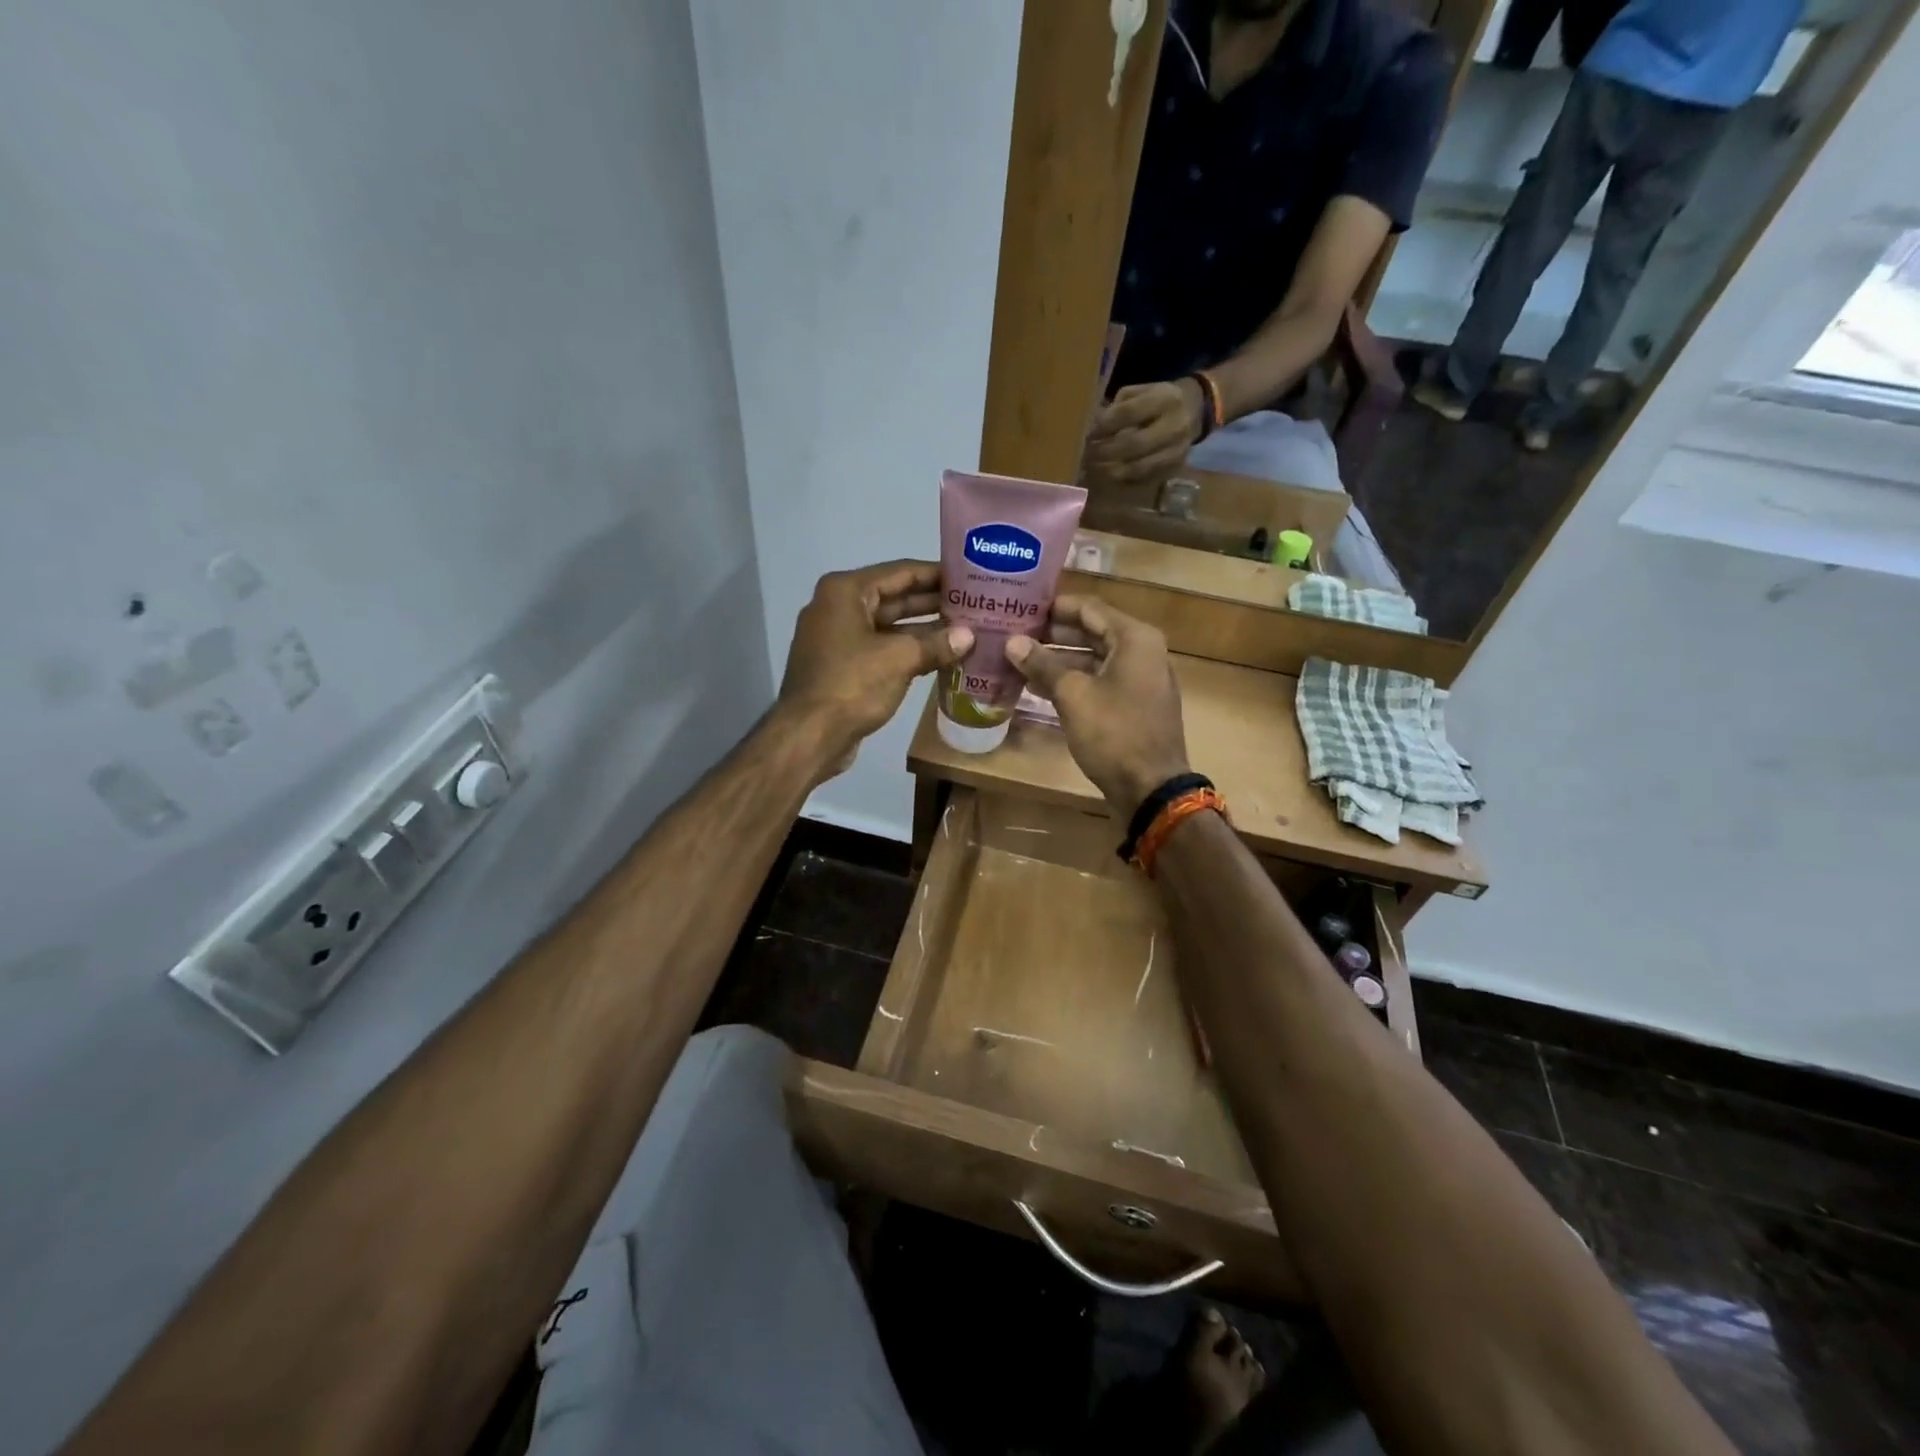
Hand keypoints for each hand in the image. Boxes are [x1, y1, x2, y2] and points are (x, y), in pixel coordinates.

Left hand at [778, 561, 972, 777]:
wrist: (809, 735)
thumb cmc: (852, 684)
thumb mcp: (900, 659)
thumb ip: (937, 643)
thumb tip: (969, 636)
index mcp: (846, 591)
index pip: (901, 572)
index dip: (936, 574)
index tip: (968, 576)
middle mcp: (838, 607)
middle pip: (895, 597)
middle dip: (933, 603)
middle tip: (974, 604)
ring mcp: (838, 638)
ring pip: (890, 626)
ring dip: (924, 630)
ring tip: (965, 630)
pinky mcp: (842, 666)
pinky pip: (882, 649)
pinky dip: (908, 651)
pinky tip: (940, 656)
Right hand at [1004, 595, 1189, 820]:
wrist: (1151, 788)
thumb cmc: (1114, 733)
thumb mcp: (1073, 695)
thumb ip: (1042, 665)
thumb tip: (1012, 643)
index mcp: (1135, 639)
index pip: (1088, 608)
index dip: (1053, 607)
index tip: (1021, 607)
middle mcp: (1143, 652)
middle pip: (1091, 632)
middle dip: (1052, 635)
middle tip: (1014, 634)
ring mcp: (1140, 680)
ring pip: (1093, 659)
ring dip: (1058, 660)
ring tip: (1018, 661)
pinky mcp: (1134, 705)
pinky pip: (1100, 682)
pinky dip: (1073, 682)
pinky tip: (1038, 688)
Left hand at [1081, 380, 1203, 488]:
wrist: (1194, 412)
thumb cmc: (1159, 400)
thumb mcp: (1142, 391)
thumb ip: (1119, 406)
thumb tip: (1095, 427)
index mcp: (1166, 399)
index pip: (1129, 413)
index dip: (1105, 426)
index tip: (1089, 434)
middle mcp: (1175, 425)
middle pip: (1134, 443)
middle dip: (1107, 451)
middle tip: (1089, 455)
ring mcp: (1177, 450)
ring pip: (1139, 466)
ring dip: (1112, 469)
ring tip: (1095, 468)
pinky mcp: (1174, 468)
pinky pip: (1144, 478)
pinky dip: (1123, 478)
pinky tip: (1110, 474)